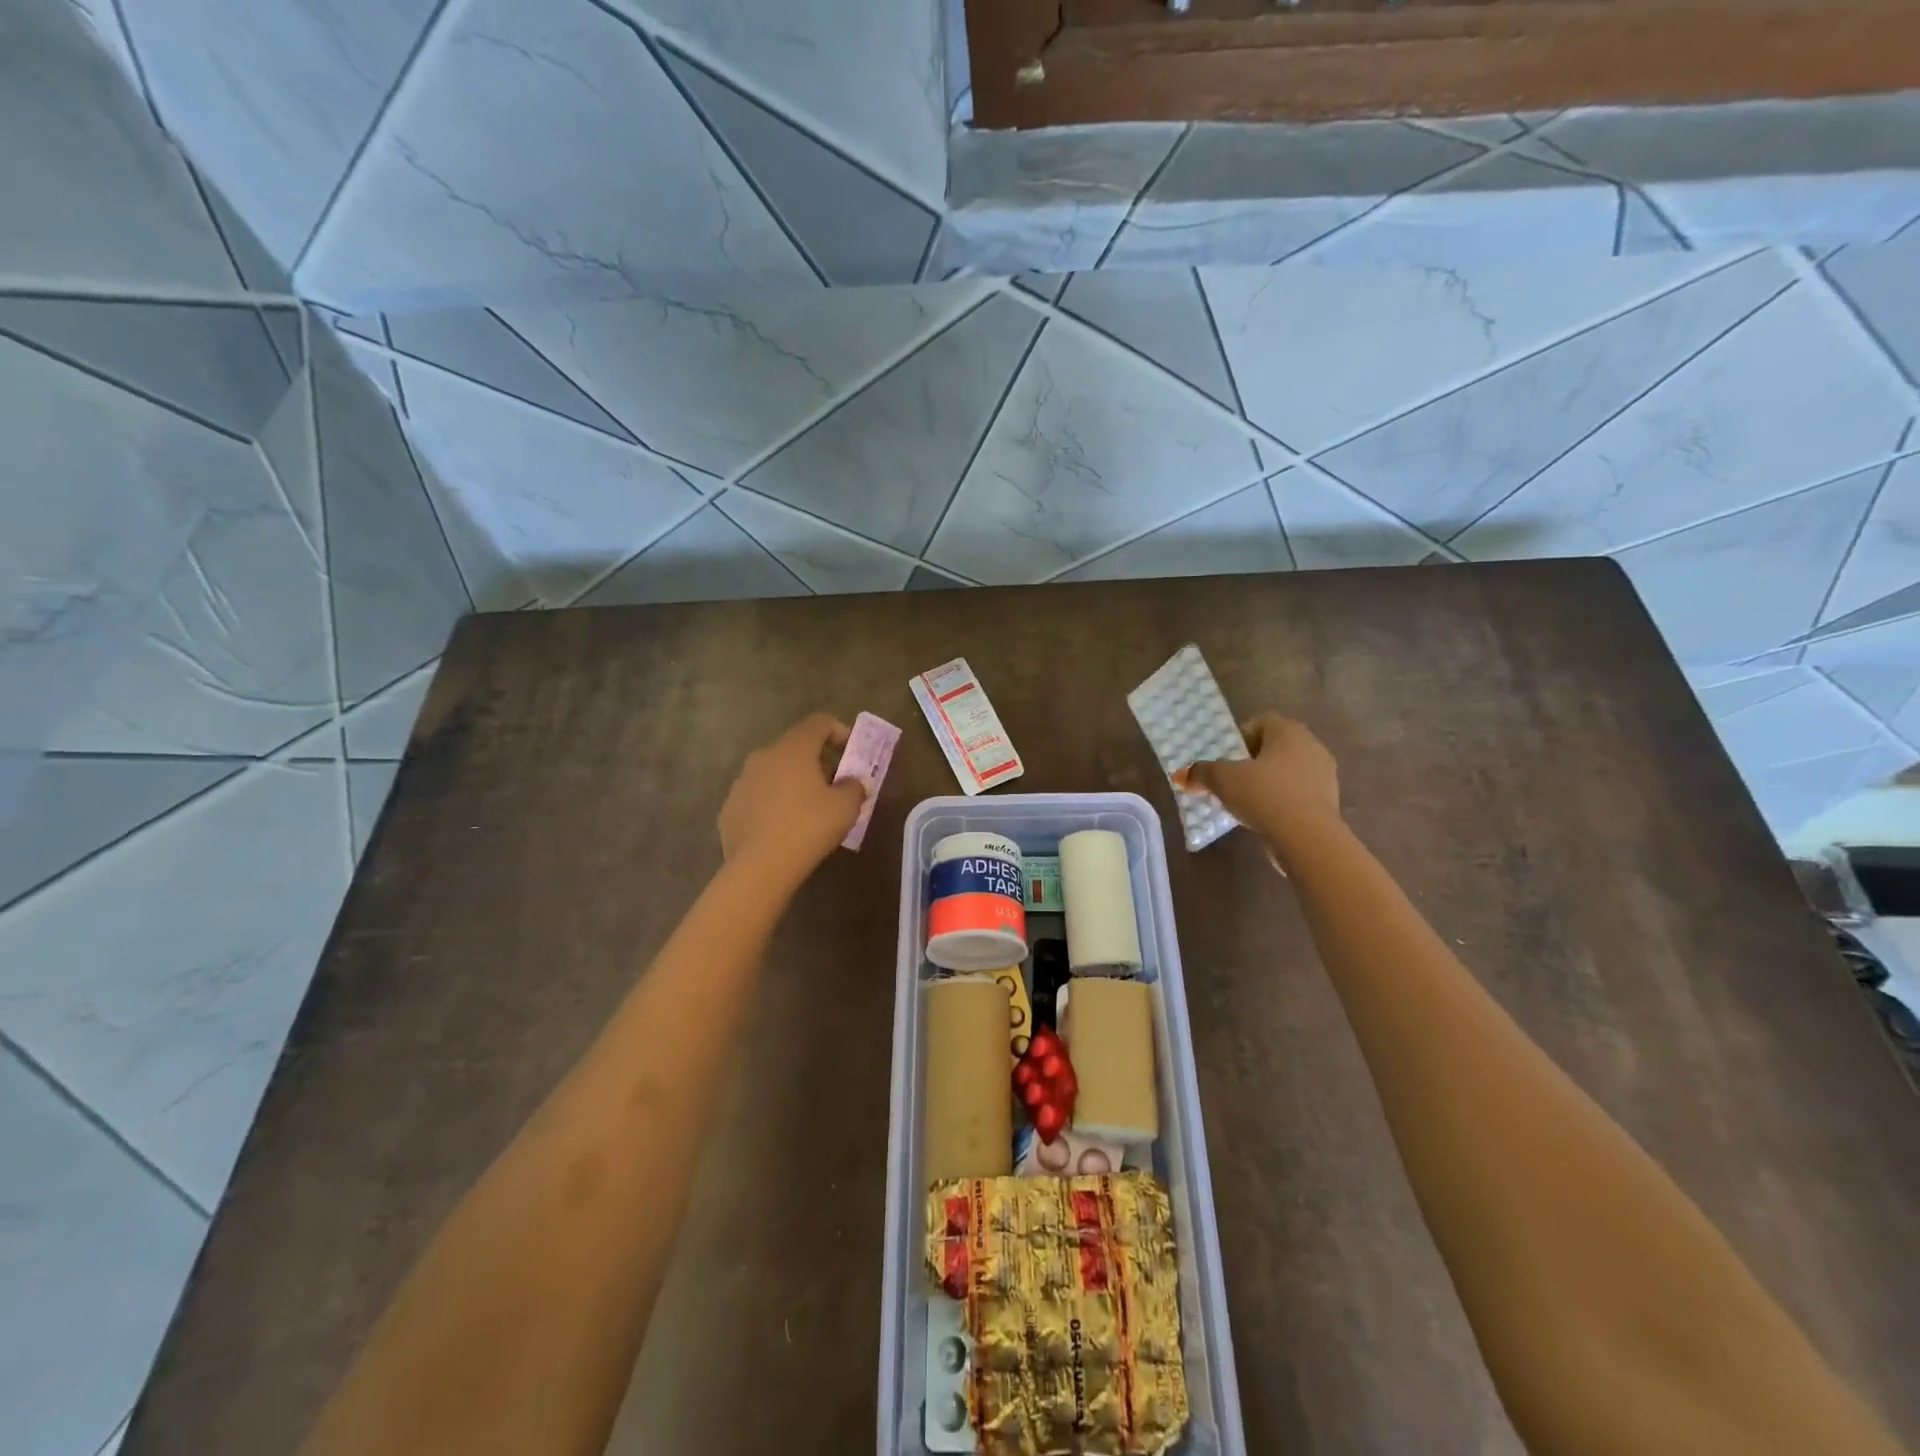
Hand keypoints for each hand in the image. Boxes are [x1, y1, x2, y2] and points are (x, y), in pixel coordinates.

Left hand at [718, 713, 866, 884]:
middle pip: (795, 747)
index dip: (840, 731)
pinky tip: (783, 828)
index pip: (819, 723)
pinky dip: (773, 804)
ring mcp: (742, 782)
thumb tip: (853, 783)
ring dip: (792, 782)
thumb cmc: (809, 827)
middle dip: (817, 760)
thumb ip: (855, 787)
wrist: (760, 867)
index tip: (852, 752)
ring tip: (808, 808)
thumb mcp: (846, 807)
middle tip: (834, 783)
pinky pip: (758, 797)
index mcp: (793, 749)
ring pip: (773, 772)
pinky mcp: (729, 808)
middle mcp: (763, 757)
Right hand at [1175, 711, 1340, 866]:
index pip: (1262, 722)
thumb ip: (1201, 773)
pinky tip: (1266, 818)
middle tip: (1232, 780)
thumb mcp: (1222, 780)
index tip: (1227, 758)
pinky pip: (1299, 794)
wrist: (1307, 837)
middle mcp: (1312, 746)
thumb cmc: (1264, 795)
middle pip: (1275, 747)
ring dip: (1268, 783)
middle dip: (1252, 762)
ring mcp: (1325, 775)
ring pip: (1288, 772)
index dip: (1241, 737)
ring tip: (1247, 802)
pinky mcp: (1329, 802)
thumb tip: (1183, 776)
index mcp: (1289, 731)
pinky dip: (1282, 801)